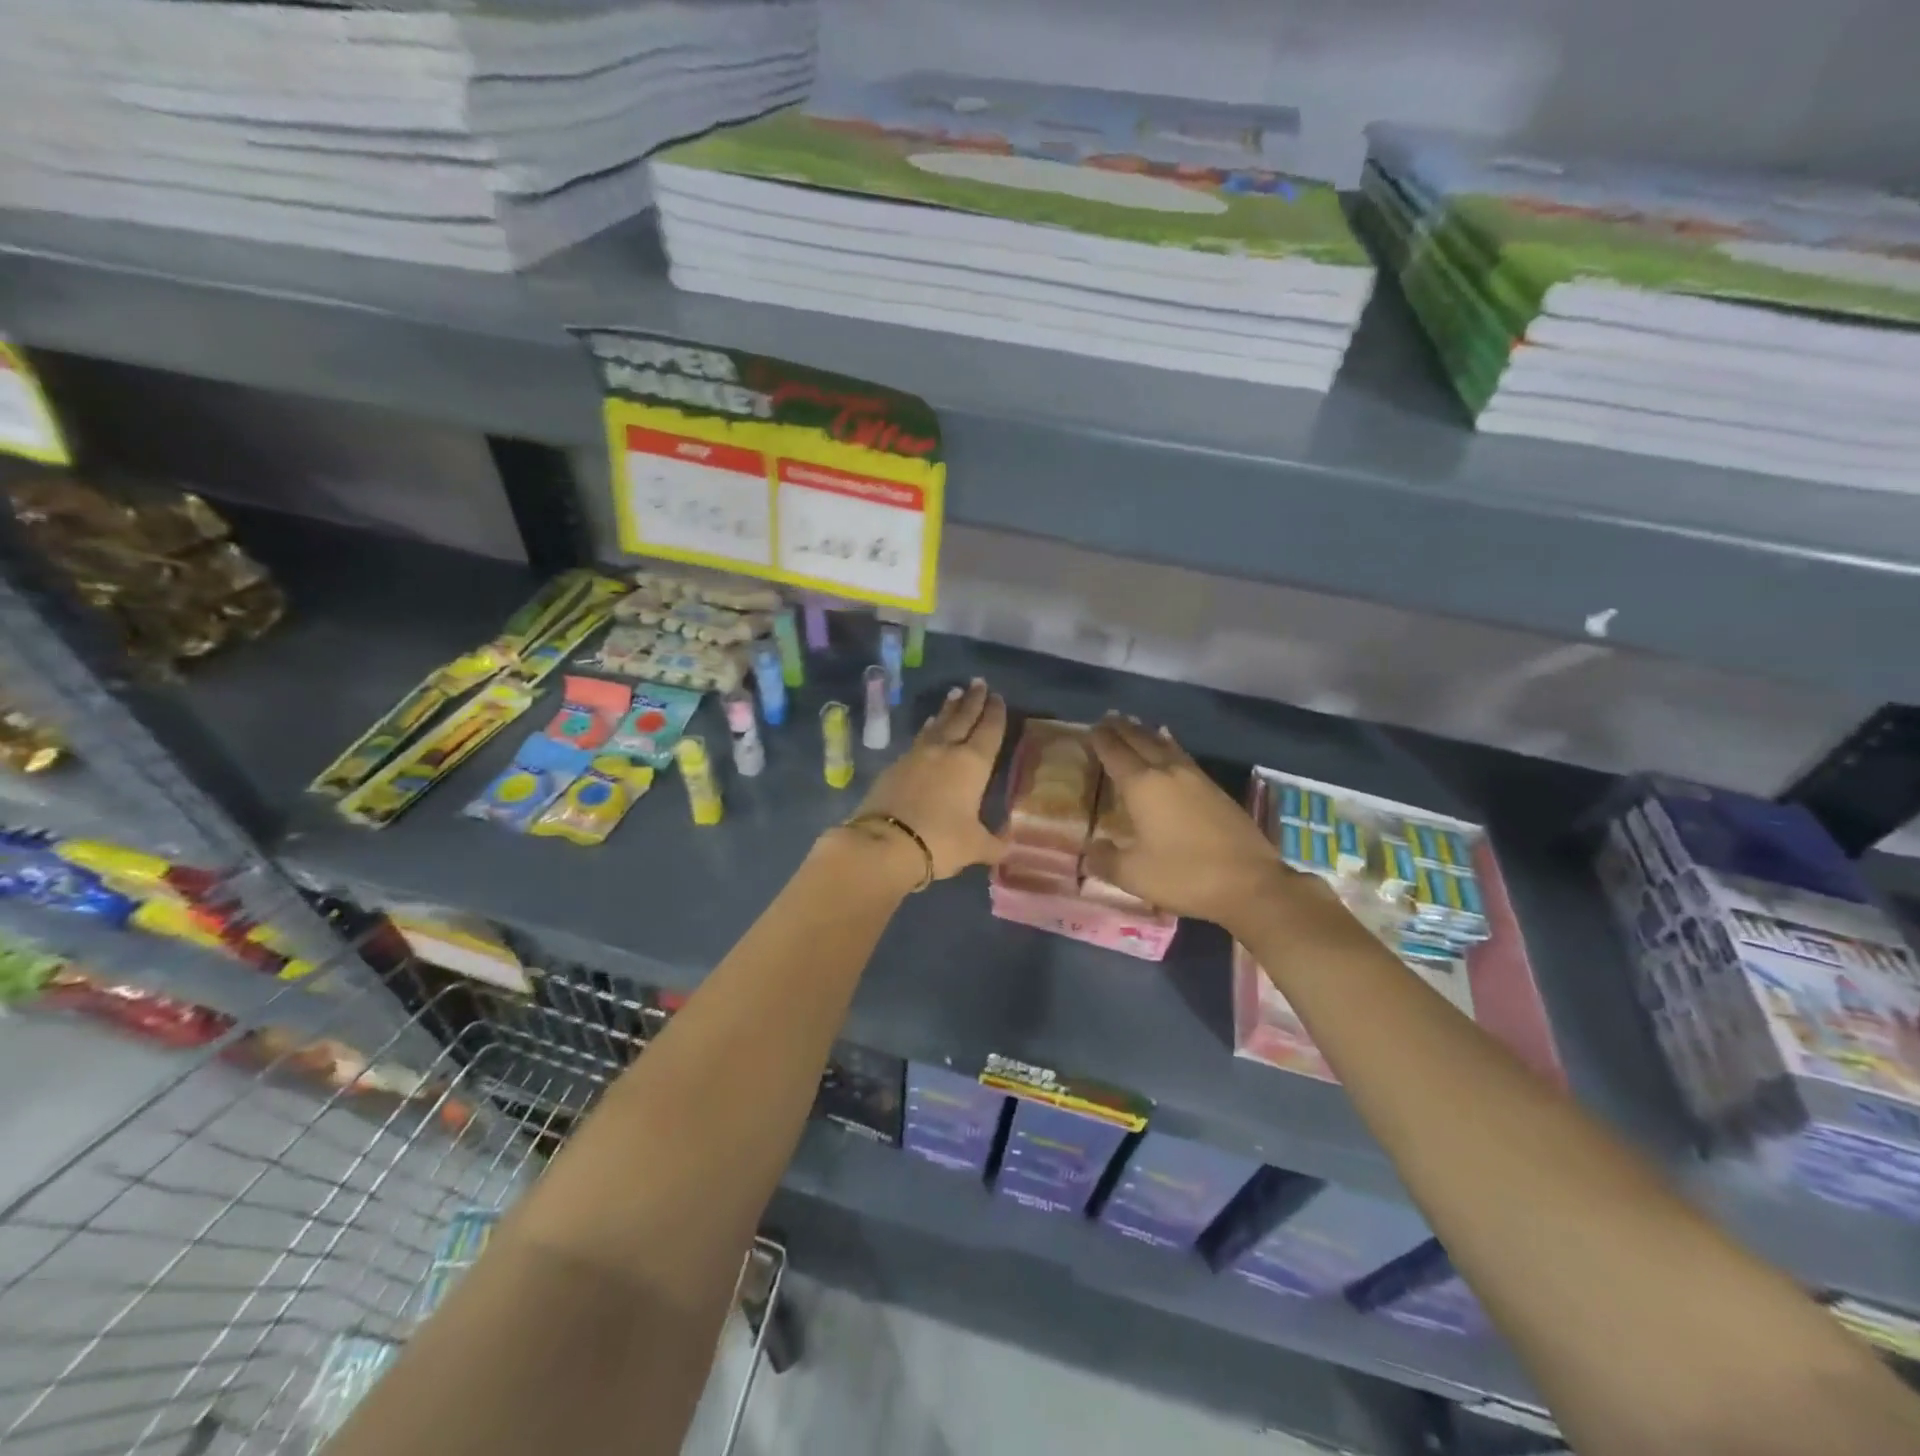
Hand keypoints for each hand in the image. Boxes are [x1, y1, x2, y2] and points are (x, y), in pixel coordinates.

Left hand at [848, 678, 1007, 879]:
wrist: (885, 843)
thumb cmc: (940, 841)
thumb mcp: (974, 846)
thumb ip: (993, 842)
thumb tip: (1006, 844)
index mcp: (972, 764)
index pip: (988, 731)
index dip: (995, 714)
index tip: (997, 697)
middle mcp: (945, 751)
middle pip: (962, 718)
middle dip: (972, 701)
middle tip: (978, 682)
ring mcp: (916, 755)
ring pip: (937, 725)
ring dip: (948, 710)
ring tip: (954, 695)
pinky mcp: (894, 766)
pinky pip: (918, 740)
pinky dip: (928, 730)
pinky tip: (928, 729)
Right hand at [1086, 715, 1326, 935]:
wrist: (1249, 883)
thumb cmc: (1184, 876)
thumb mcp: (1133, 875)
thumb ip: (1105, 860)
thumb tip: (1088, 851)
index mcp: (1142, 786)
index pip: (1115, 753)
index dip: (1101, 739)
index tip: (1090, 729)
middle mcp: (1167, 772)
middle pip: (1141, 740)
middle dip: (1122, 729)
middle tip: (1108, 719)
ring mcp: (1196, 778)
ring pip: (1165, 745)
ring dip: (1147, 734)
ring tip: (1136, 725)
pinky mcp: (1216, 789)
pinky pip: (1183, 756)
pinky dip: (1169, 746)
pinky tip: (1171, 749)